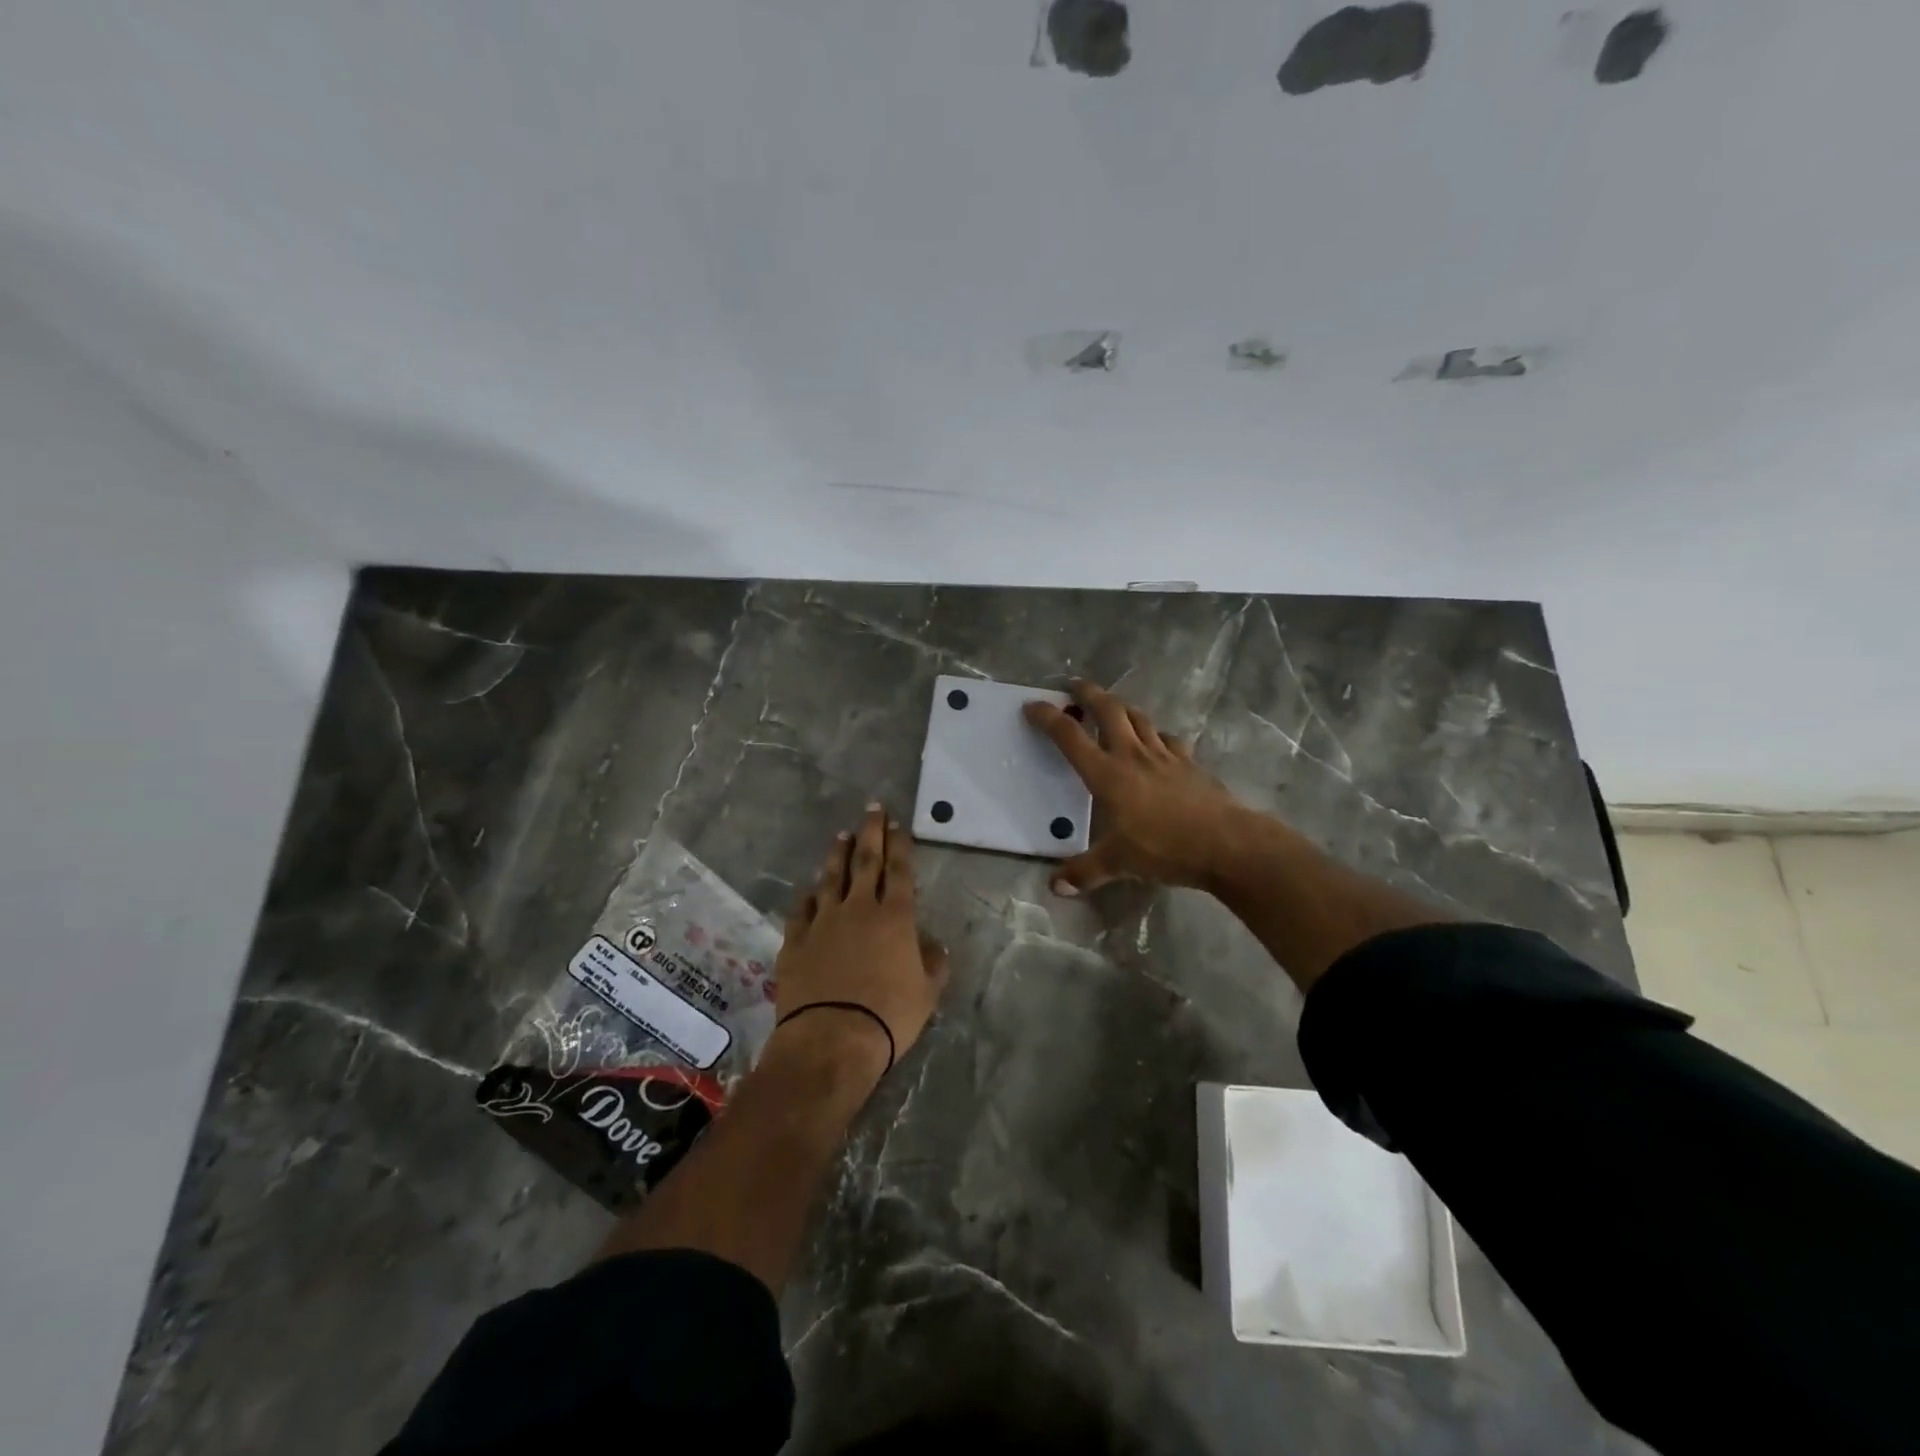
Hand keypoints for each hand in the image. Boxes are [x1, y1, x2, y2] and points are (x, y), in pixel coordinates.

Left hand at [773, 805, 949, 1072]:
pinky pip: (802, 909)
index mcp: (895, 917)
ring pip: (831, 878)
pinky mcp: (796, 940)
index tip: (897, 823)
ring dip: (838, 855)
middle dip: (871, 833)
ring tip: (841, 835)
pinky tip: (811, 889)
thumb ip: (934, 963)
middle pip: (865, 862)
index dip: (899, 845)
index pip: (899, 870)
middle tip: (872, 809)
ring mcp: (823, 922)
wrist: (831, 1039)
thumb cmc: (889, 1016)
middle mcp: (859, 909)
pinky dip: (808, 895)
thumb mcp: (927, 993)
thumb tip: (933, 944)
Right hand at [1024, 680, 1250, 894]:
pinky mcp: (1190, 762)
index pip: (1070, 736)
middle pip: (1108, 710)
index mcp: (1107, 774)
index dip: (1048, 717)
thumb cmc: (1163, 848)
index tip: (1032, 705)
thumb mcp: (1117, 863)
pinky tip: (1157, 742)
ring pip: (1139, 718)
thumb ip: (1084, 873)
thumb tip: (1055, 887)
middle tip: (1074, 686)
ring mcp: (1164, 755)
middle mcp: (1132, 755)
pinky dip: (1156, 734)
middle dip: (1088, 693)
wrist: (1225, 843)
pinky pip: (1169, 739)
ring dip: (1121, 707)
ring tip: (1111, 706)